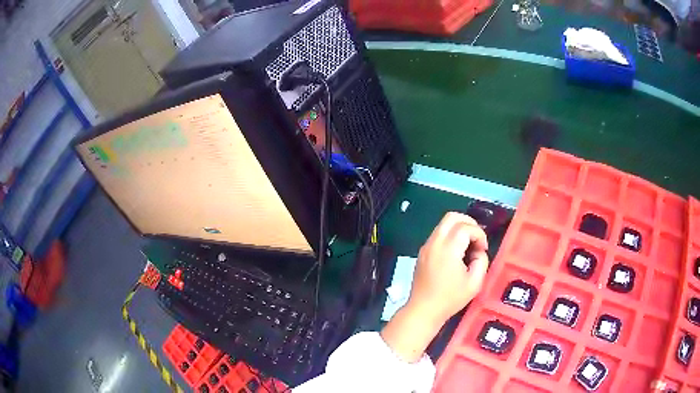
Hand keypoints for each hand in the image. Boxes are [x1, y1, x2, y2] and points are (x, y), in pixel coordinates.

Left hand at [380, 212, 488, 362]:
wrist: (423, 310)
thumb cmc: (450, 299)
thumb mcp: (474, 283)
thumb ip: (481, 262)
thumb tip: (478, 252)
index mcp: (448, 249)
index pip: (465, 227)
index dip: (479, 234)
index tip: (483, 249)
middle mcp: (435, 243)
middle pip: (452, 217)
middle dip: (468, 223)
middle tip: (477, 238)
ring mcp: (426, 246)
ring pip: (443, 224)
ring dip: (459, 229)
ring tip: (468, 246)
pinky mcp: (422, 252)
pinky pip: (438, 234)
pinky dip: (450, 236)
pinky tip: (456, 253)